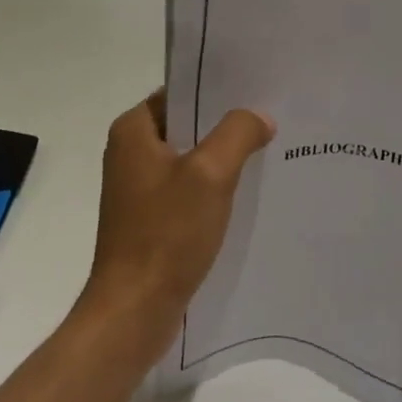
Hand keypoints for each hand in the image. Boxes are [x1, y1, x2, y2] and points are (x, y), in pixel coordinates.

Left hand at [79, 90, 274, 363]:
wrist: (134, 311)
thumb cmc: (166, 234)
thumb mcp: (211, 174)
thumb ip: (238, 133)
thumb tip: (260, 118)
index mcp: (133, 131)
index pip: (181, 92)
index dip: (218, 90)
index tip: (257, 90)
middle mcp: (131, 153)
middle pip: (187, 125)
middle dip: (226, 124)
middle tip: (271, 120)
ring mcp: (139, 188)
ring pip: (190, 158)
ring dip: (222, 158)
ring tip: (267, 152)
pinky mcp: (150, 218)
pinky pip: (187, 189)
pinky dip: (213, 188)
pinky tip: (246, 193)